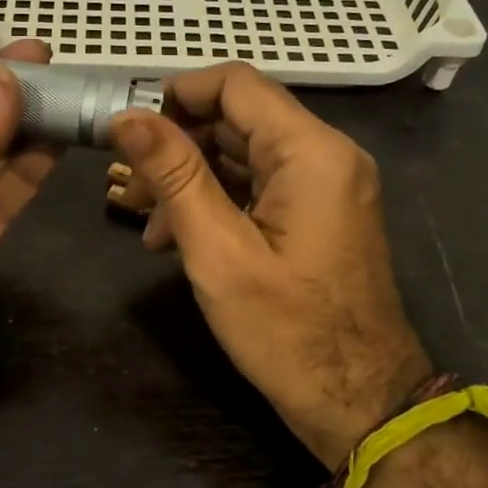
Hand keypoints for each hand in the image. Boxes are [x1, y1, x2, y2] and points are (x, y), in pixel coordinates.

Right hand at [109, 64, 430, 467]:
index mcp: (312, 152)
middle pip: (238, 119)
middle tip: (127, 186)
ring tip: (146, 225)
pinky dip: (216, 202)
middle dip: (177, 145)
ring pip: (243, 156)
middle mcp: (326, 155)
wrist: (360, 403)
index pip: (236, 84)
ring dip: (190, 179)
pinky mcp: (317, 214)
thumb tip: (127, 116)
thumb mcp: (218, 251)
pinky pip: (259, 187)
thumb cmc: (288, 333)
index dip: (176, 94)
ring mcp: (326, 186)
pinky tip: (175, 239)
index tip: (127, 129)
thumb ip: (174, 174)